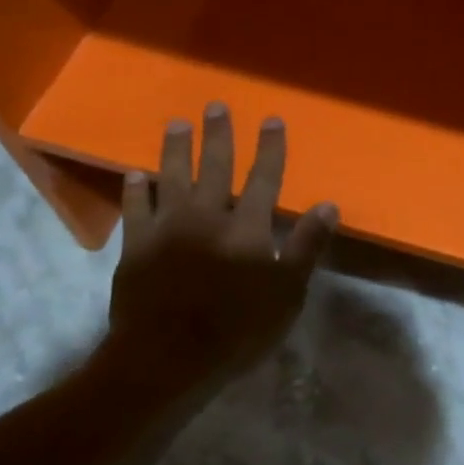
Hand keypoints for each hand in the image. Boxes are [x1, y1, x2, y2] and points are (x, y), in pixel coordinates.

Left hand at [106, 105, 337, 382]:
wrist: (167, 358)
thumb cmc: (238, 330)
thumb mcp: (287, 293)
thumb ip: (306, 246)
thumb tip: (328, 205)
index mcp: (247, 228)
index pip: (264, 178)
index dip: (270, 148)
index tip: (272, 119)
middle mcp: (207, 216)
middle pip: (215, 167)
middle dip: (218, 135)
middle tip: (214, 106)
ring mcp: (167, 228)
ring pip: (172, 177)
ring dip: (176, 149)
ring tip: (176, 124)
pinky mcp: (136, 247)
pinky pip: (135, 209)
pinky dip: (135, 190)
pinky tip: (135, 174)